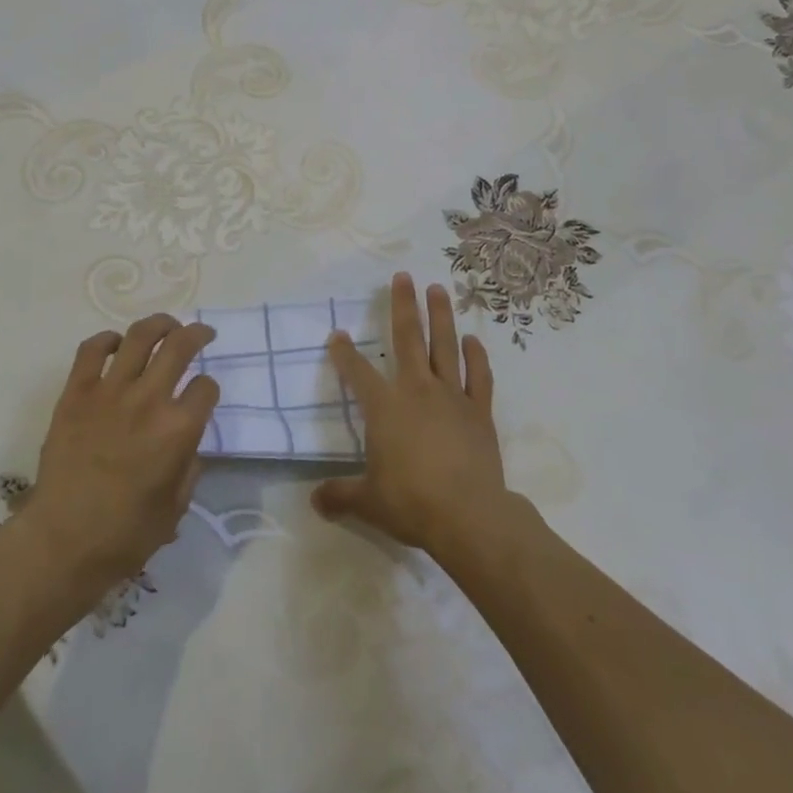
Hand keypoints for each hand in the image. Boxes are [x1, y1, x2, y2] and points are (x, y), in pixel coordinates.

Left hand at [21, 316, 219, 596]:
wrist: (62, 542)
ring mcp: (109, 392)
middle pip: (180, 345)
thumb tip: (188, 441)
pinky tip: (116, 344)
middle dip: (197, 334)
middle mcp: (148, 400)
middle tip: (202, 334)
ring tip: (167, 326)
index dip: (209, 389)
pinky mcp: (76, 393)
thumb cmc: (125, 534)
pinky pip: (91, 350)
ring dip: (160, 324)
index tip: (203, 395)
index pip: (206, 387)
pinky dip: (106, 339)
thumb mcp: (176, 508)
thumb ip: (189, 466)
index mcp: (178, 430)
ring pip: (139, 336)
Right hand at [312, 273, 515, 558]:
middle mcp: (417, 390)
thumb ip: (339, 496)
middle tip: (403, 276)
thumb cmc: (411, 503)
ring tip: (438, 288)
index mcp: (385, 407)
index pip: (357, 372)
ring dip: (441, 315)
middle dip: (403, 305)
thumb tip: (313, 501)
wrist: (468, 516)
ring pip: (445, 346)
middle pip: (408, 338)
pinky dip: (477, 356)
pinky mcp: (479, 411)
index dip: (344, 353)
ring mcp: (452, 397)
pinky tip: (473, 340)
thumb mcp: (367, 502)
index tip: (337, 334)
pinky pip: (479, 377)